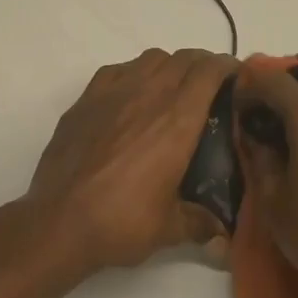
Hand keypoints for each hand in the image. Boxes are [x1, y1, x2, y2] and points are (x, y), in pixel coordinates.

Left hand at [23, 48, 236, 269]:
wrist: (60, 220)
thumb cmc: (121, 222)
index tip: (238, 76)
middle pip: (183, 58)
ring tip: (173, 87)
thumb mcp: (170, 228)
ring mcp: (113, 93)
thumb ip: (200, 224)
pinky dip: (133, 72)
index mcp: (177, 121)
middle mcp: (148, 95)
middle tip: (212, 84)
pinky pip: (117, 70)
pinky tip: (132, 94)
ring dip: (169, 65)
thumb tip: (222, 239)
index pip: (209, 72)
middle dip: (203, 64)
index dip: (227, 67)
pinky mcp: (86, 99)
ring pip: (151, 58)